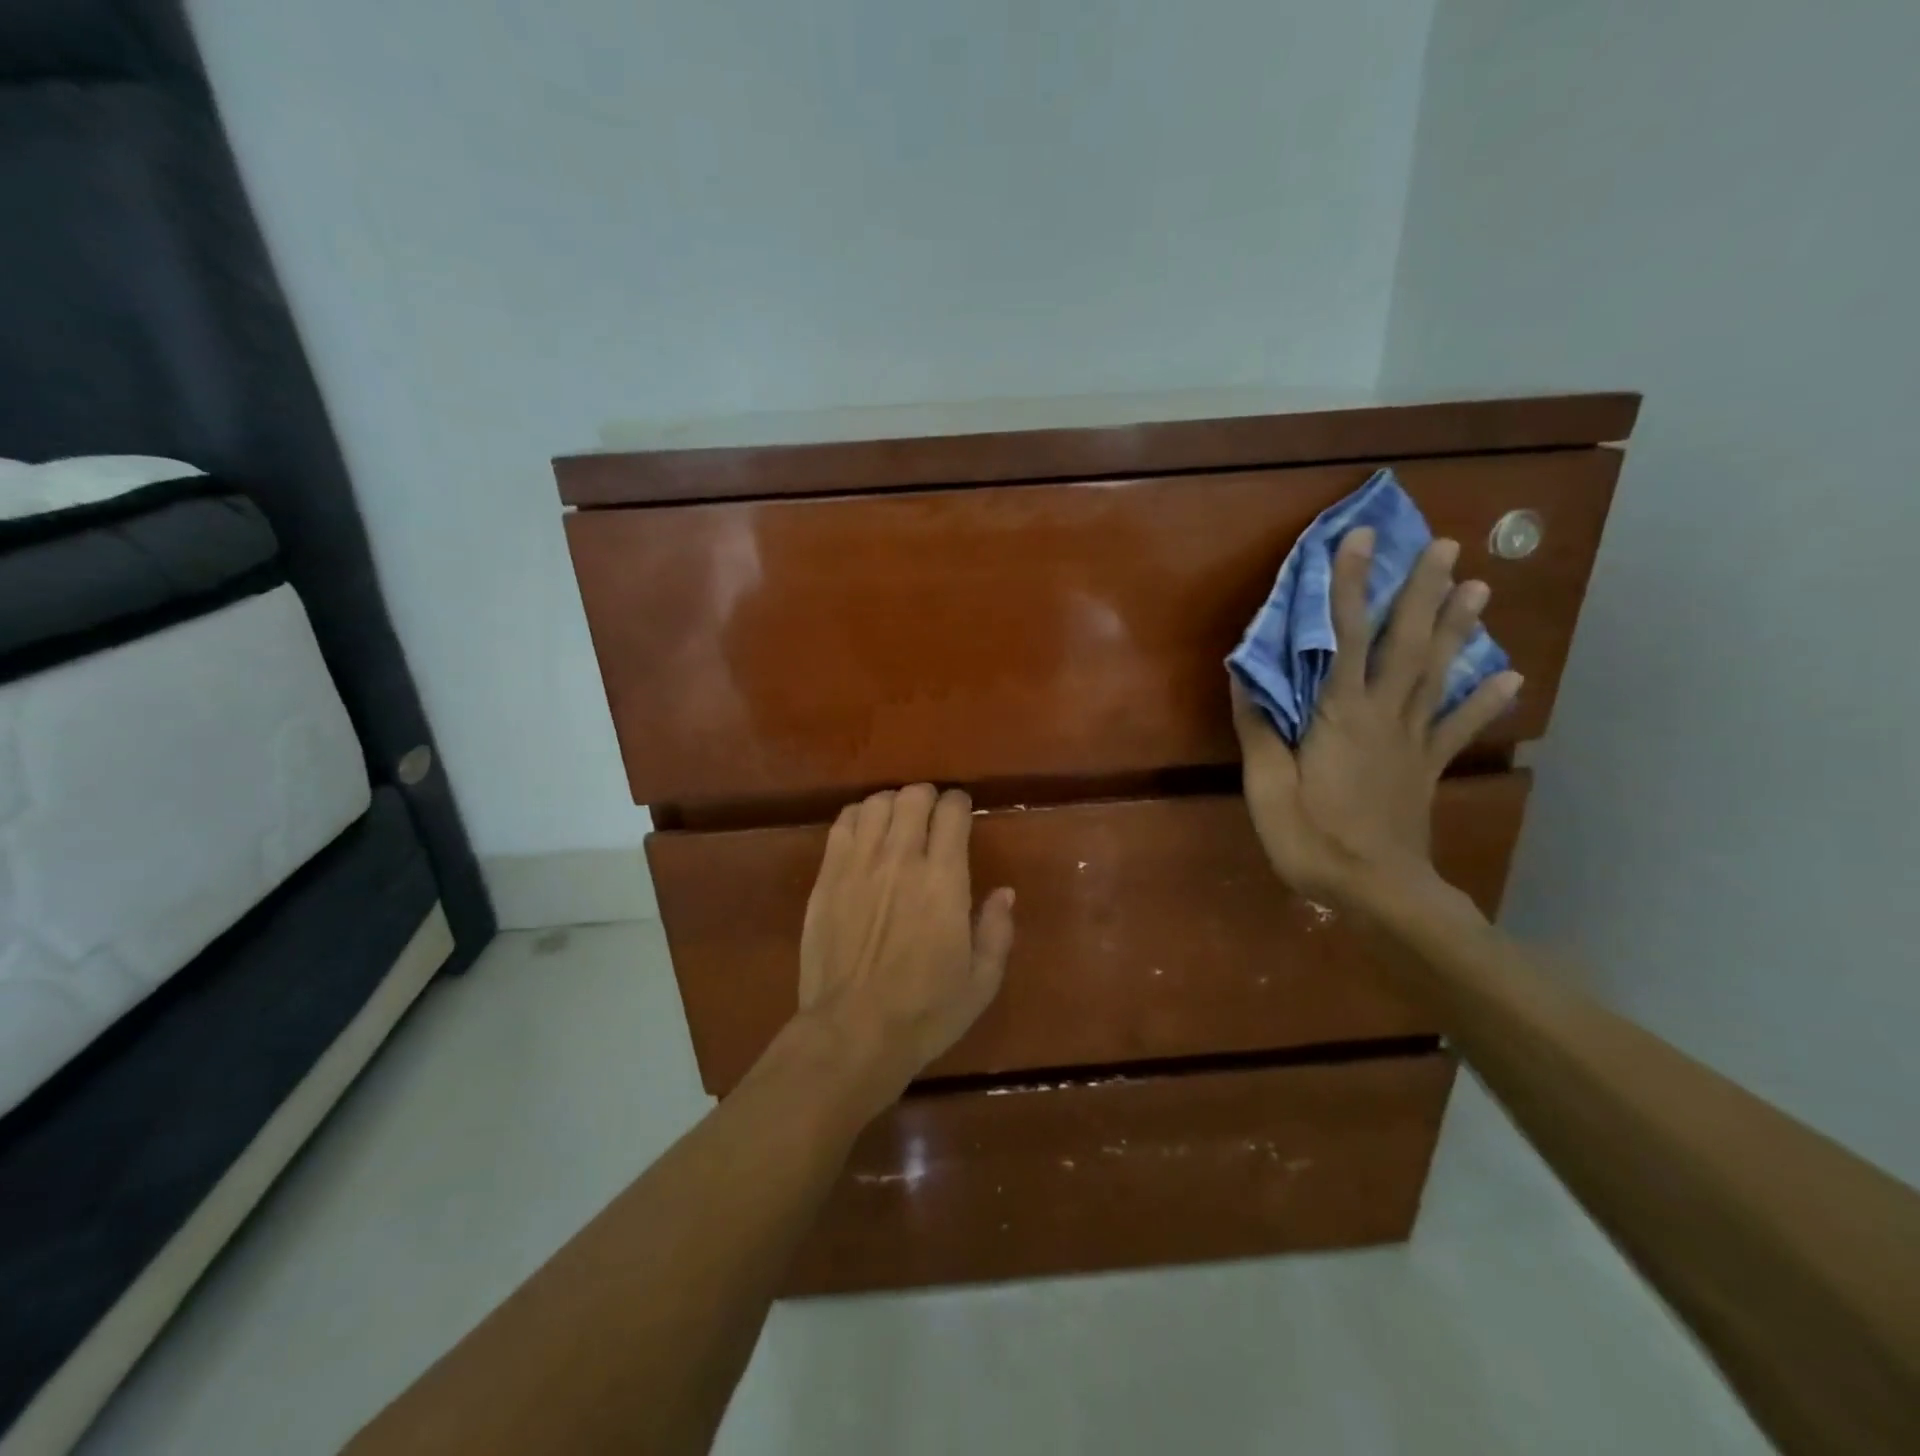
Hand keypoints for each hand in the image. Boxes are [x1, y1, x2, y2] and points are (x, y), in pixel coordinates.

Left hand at [795, 784, 1015, 1105]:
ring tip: (897, 822)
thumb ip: (997, 930)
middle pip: (913, 797)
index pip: (952, 812)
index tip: (962, 812)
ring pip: (876, 803)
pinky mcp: (827, 877)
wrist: (852, 1033)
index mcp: (944, 881)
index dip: (959, 803)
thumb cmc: (925, 1012)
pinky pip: (842, 824)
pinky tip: (864, 833)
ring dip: (892, 804)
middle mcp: (902, 860)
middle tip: (931, 815)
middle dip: (927, 797)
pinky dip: (858, 817)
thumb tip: (1004, 891)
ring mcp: (859, 865)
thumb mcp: (981, 981)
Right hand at [1230, 527, 1521, 910]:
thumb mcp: (1267, 787)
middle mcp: (1384, 715)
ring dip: (1458, 629)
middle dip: (1423, 592)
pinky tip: (1510, 678)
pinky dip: (1486, 701)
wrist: (1377, 891)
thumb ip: (1259, 730)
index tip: (1360, 540)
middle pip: (1407, 644)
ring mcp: (1413, 740)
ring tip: (1481, 588)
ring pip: (1438, 673)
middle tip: (1448, 546)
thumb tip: (1245, 678)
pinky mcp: (1427, 766)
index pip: (1346, 637)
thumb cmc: (1312, 839)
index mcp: (1341, 715)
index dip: (1351, 586)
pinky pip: (1459, 728)